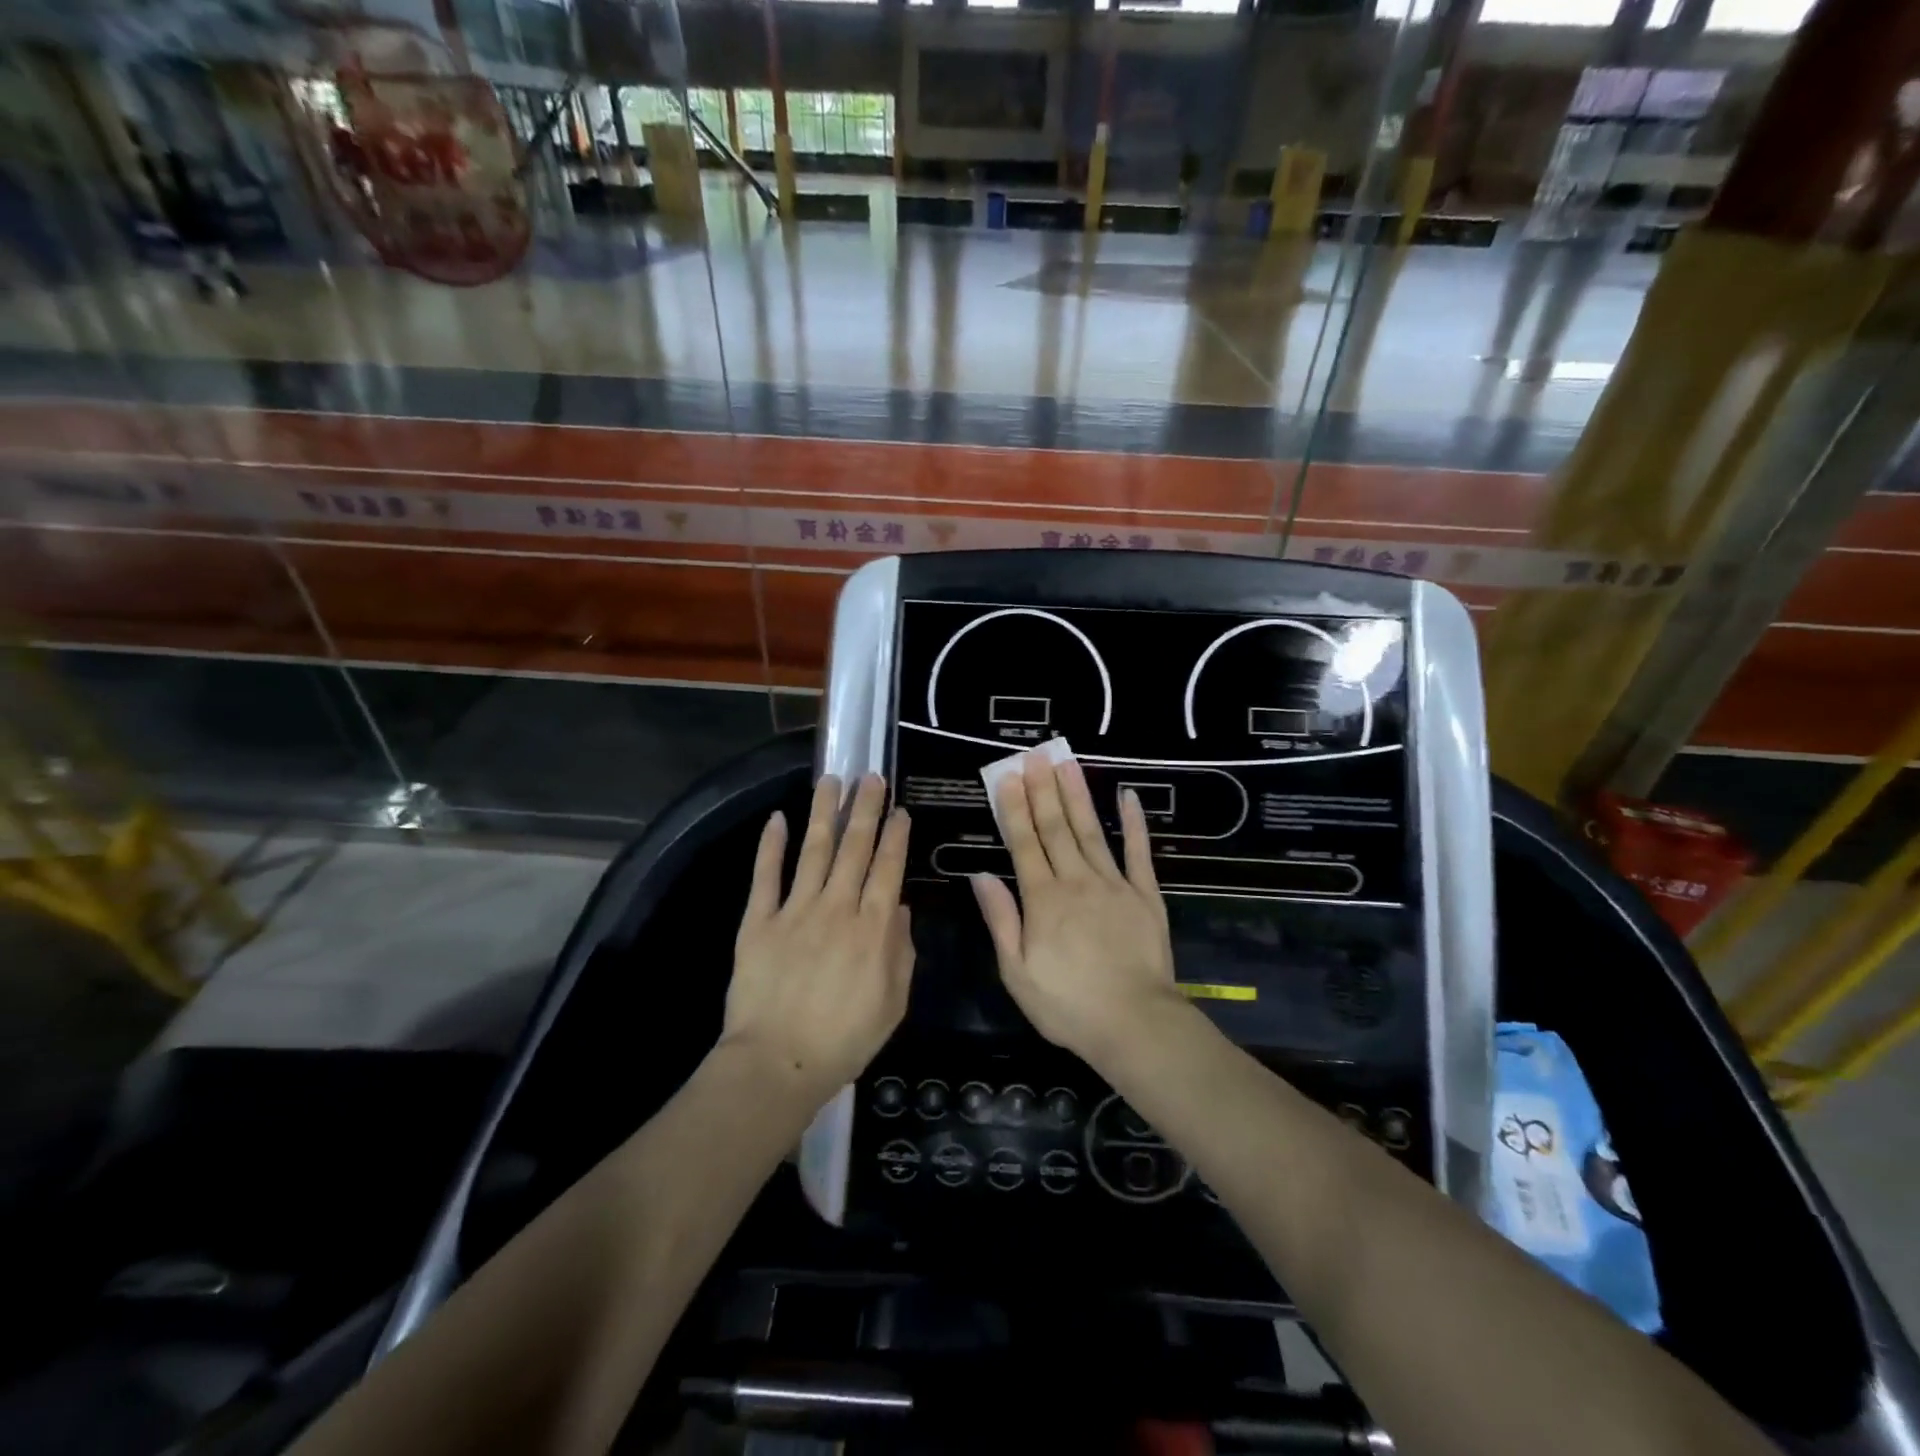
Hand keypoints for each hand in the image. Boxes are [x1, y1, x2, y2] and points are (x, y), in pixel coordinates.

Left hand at [724, 774, 914, 1100]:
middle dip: (865, 809)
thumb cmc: (844, 1040)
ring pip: (814, 849)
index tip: (900, 810)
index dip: (895, 836)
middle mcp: (837, 907)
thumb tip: (898, 907)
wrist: (777, 1064)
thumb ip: (901, 952)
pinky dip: (771, 845)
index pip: (888, 868)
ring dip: (824, 812)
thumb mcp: (893, 1003)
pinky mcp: (759, 921)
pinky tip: (777, 818)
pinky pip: (766, 876)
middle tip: (871, 777)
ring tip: (831, 780)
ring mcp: (795, 910)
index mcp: (873, 928)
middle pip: (854, 848)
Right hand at [972, 750, 1183, 1065]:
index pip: (1024, 843)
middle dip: (1043, 789)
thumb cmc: (1068, 1004)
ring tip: (1067, 762)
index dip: (1014, 808)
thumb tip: (981, 875)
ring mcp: (1114, 884)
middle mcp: (1076, 881)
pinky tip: (1128, 796)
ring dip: (1077, 795)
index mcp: (1043, 900)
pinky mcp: (1145, 895)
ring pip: (1091, 831)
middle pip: (1056, 828)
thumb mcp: (1017, 971)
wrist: (1134, 1023)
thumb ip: (1001, 919)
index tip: (1008, 776)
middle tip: (1035, 755)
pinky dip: (1134, 823)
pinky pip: (1138, 852)